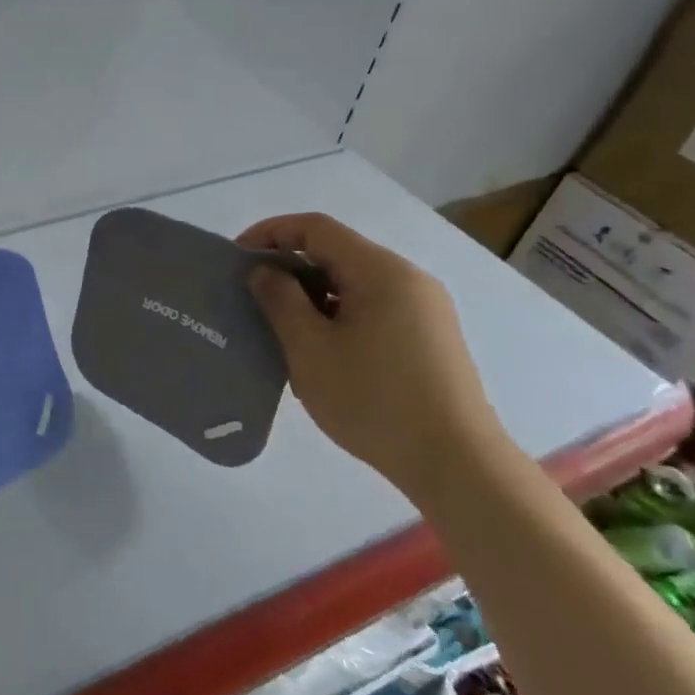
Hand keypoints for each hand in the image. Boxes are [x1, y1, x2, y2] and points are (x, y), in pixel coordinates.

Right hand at [237, 212, 507, 496]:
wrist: (458, 466)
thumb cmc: (374, 400)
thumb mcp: (310, 348)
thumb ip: (280, 299)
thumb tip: (265, 270)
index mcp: (380, 271)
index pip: (315, 228)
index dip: (270, 233)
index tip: (236, 259)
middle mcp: (407, 279)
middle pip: (336, 253)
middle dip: (288, 267)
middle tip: (251, 296)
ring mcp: (424, 310)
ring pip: (353, 283)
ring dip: (311, 295)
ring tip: (279, 327)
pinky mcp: (430, 339)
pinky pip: (372, 309)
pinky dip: (337, 315)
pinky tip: (318, 351)